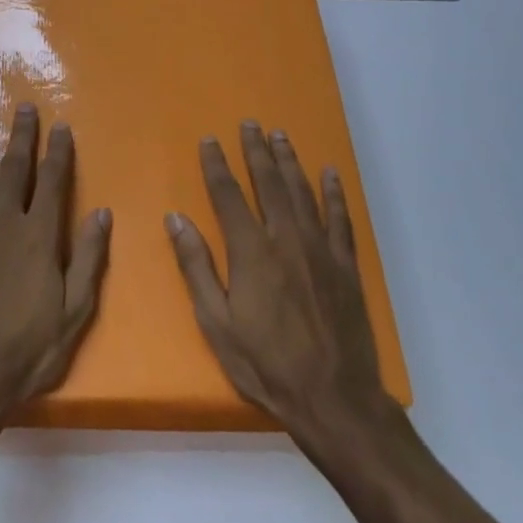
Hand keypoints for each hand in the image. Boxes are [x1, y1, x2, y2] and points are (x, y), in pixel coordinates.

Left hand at [0, 104, 111, 447]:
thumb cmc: (29, 350)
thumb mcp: (75, 312)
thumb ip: (89, 259)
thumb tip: (102, 212)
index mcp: (38, 237)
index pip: (52, 182)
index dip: (58, 152)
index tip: (61, 126)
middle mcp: (4, 224)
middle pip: (14, 170)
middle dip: (20, 136)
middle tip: (23, 107)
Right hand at [165, 121, 387, 443]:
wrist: (334, 398)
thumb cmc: (265, 364)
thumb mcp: (216, 323)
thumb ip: (196, 267)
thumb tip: (175, 219)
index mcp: (251, 251)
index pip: (228, 195)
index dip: (217, 165)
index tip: (210, 140)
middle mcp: (286, 238)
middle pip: (268, 183)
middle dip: (256, 151)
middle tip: (250, 123)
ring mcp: (320, 249)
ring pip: (302, 192)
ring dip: (289, 161)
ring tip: (280, 136)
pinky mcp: (346, 265)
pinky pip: (340, 218)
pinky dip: (334, 193)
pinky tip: (330, 174)